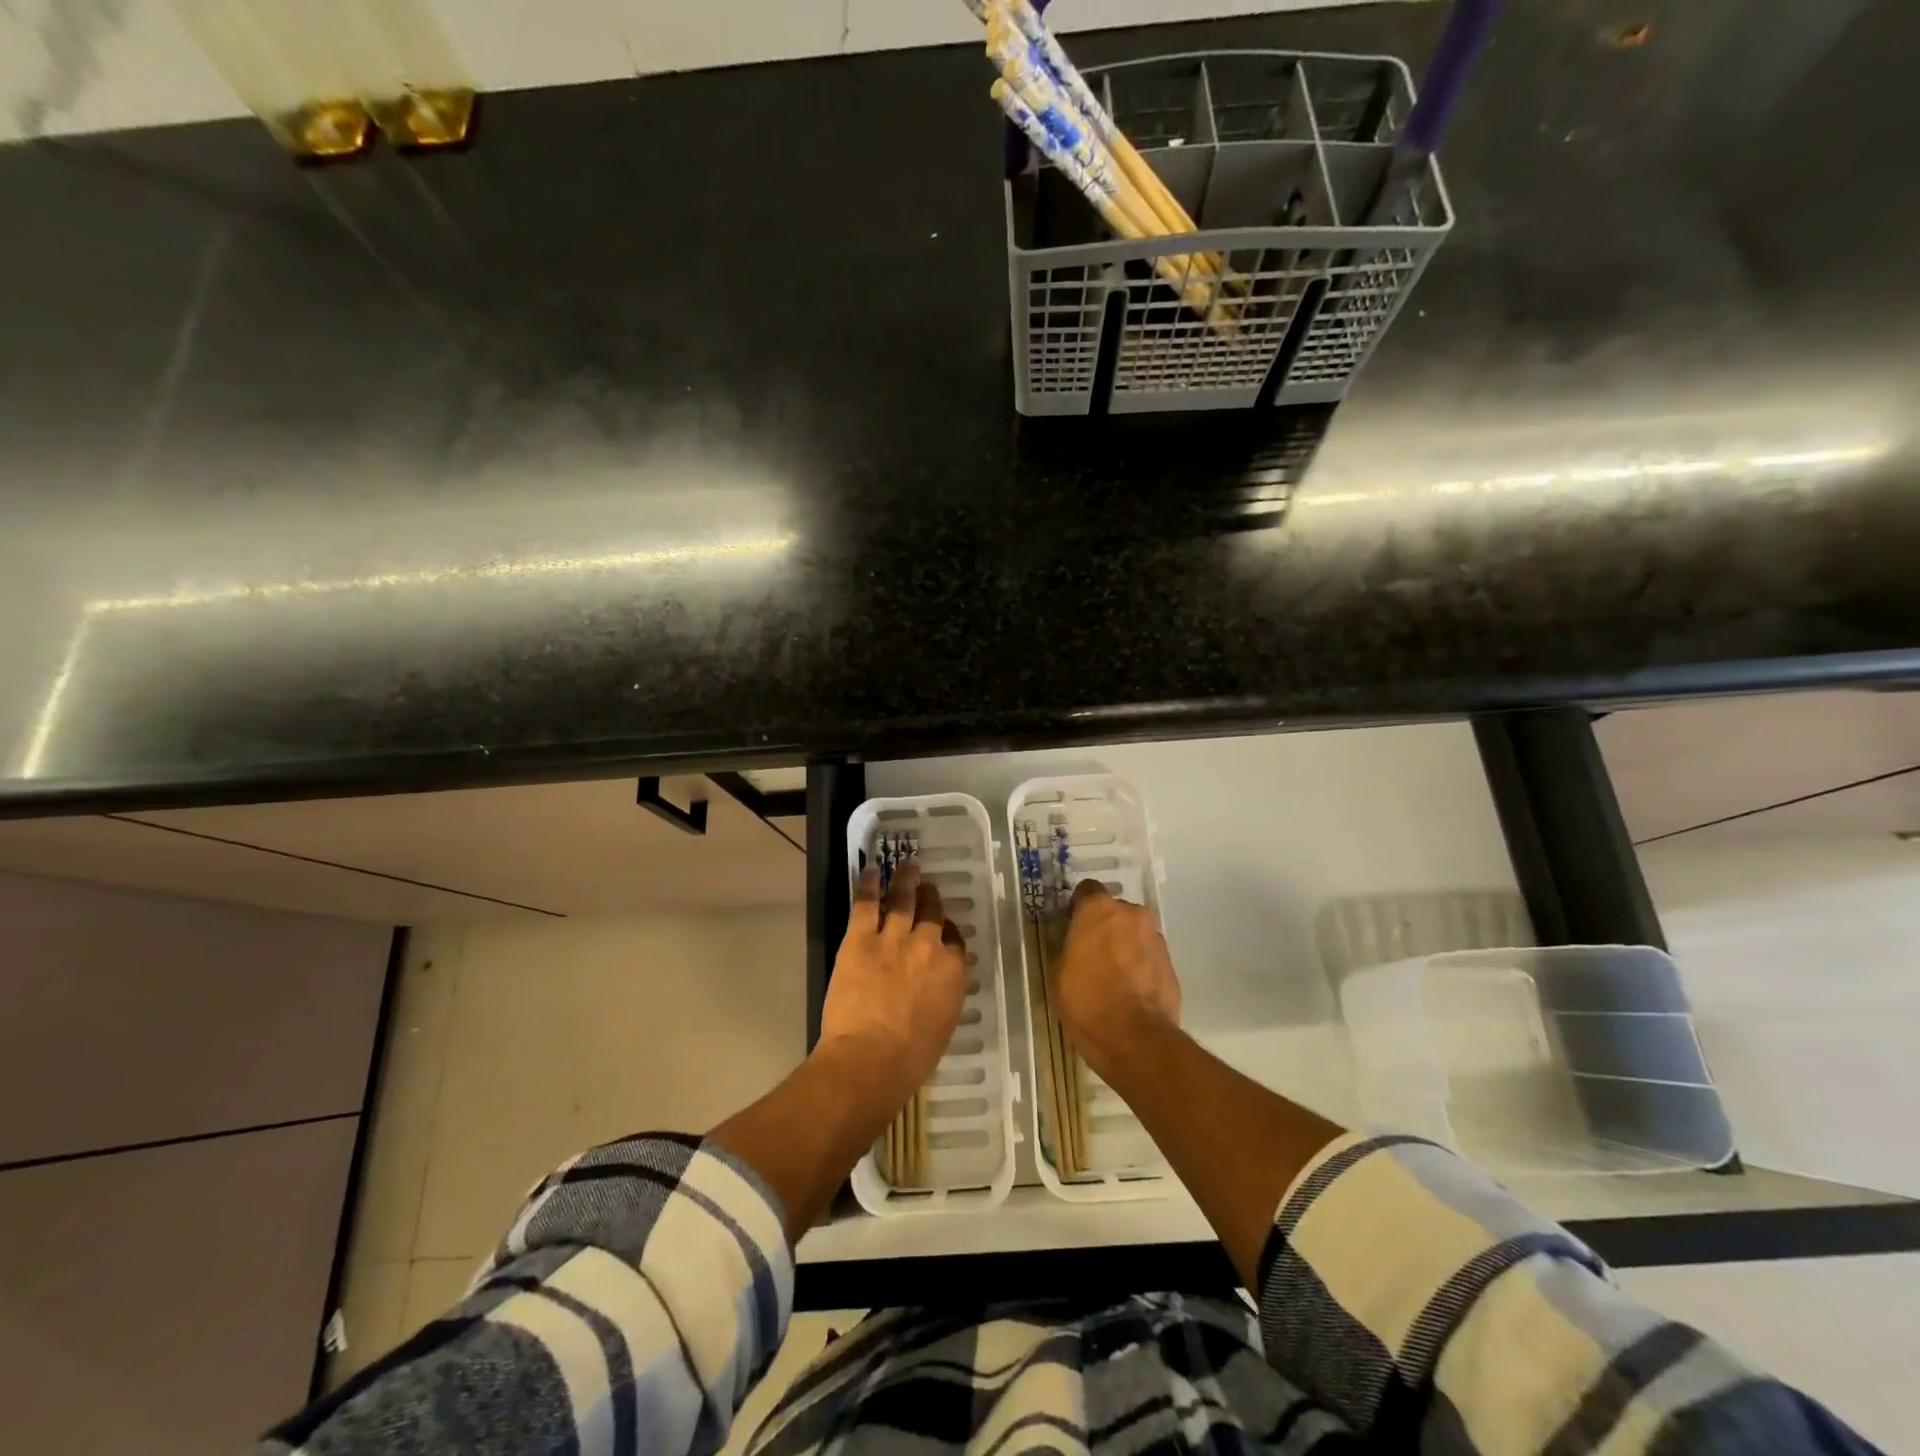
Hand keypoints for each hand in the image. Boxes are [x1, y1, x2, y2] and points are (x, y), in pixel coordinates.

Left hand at [818, 862, 967, 1107]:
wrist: (871, 1058)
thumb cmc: (910, 1058)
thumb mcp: (942, 1026)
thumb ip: (942, 997)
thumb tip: (935, 988)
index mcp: (953, 972)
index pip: (955, 941)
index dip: (947, 932)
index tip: (943, 929)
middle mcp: (929, 947)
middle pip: (933, 913)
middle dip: (931, 898)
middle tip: (927, 888)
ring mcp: (895, 938)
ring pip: (903, 899)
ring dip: (906, 880)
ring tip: (907, 866)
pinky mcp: (861, 938)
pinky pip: (866, 903)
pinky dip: (868, 884)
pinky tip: (870, 869)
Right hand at [1052, 879, 1180, 1072]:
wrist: (1134, 1038)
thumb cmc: (1086, 999)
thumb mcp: (1060, 971)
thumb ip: (1071, 946)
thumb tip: (1078, 945)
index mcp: (1099, 909)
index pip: (1087, 890)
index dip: (1078, 906)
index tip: (1072, 924)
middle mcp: (1132, 915)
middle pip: (1116, 912)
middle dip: (1106, 927)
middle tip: (1093, 952)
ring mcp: (1156, 939)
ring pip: (1135, 934)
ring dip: (1126, 946)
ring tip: (1114, 976)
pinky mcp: (1172, 965)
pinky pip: (1149, 957)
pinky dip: (1140, 967)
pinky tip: (1131, 991)